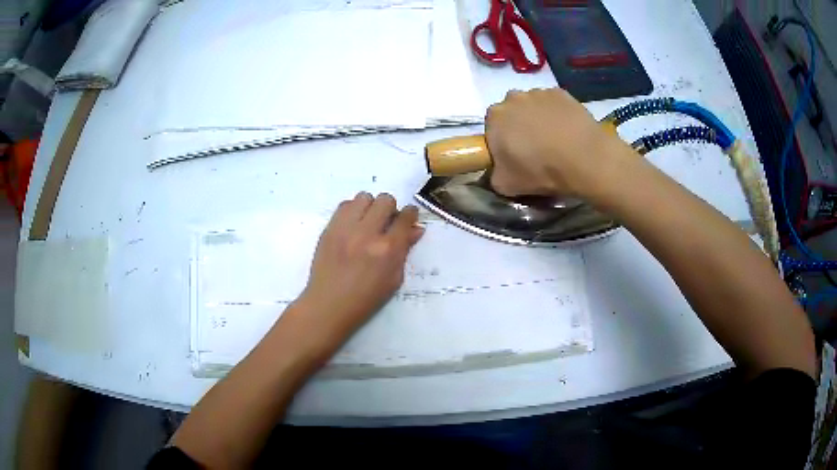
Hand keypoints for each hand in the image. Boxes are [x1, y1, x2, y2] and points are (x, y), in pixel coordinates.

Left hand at [290, 192, 423, 352]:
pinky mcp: (329, 228)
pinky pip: (344, 204)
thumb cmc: (366, 299)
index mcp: (387, 250)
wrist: (329, 304)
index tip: (409, 217)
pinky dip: (352, 211)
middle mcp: (367, 233)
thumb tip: (415, 230)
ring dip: (370, 207)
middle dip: (390, 209)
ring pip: (364, 197)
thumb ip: (405, 251)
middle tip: (386, 222)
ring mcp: (345, 229)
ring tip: (367, 222)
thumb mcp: (394, 280)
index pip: (405, 217)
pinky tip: (352, 226)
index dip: (410, 214)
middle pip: (385, 200)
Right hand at [485, 88, 627, 197]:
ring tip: (555, 140)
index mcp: (494, 117)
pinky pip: (554, 103)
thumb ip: (494, 175)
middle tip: (534, 148)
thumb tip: (499, 170)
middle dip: (519, 125)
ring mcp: (539, 92)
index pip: (491, 127)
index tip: (513, 155)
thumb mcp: (506, 185)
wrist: (584, 159)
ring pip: (533, 105)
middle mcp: (512, 98)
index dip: (501, 141)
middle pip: (512, 112)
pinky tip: (568, 131)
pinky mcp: (561, 93)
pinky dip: (557, 114)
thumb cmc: (540, 170)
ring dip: (539, 118)